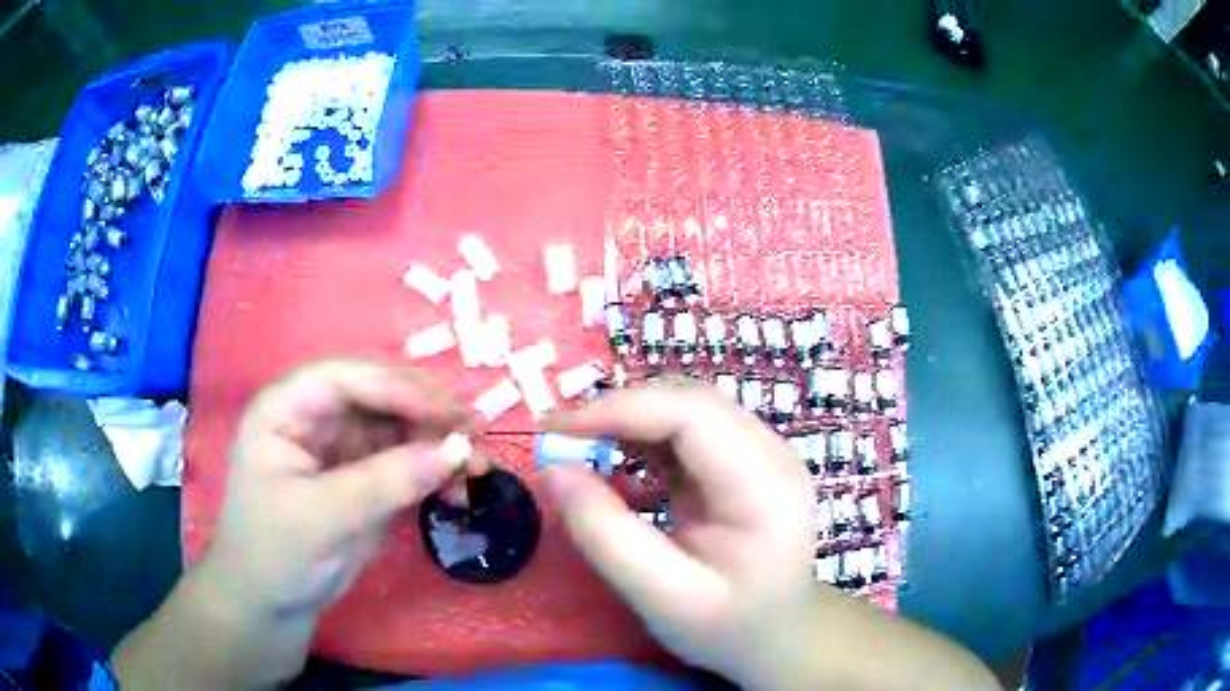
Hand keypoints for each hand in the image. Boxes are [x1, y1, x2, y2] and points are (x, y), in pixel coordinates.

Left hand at [204, 359, 470, 620]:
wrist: (271, 605)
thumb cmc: (276, 554)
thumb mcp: (323, 517)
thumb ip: (386, 482)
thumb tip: (457, 450)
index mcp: (286, 409)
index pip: (345, 378)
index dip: (397, 388)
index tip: (448, 415)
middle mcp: (315, 418)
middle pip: (379, 396)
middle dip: (428, 416)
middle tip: (475, 438)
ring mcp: (340, 448)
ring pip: (400, 428)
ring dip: (439, 446)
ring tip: (478, 472)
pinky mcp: (362, 478)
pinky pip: (406, 463)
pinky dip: (435, 474)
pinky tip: (458, 493)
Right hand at [541, 380, 816, 682]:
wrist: (777, 635)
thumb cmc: (727, 626)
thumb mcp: (662, 598)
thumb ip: (606, 536)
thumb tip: (553, 470)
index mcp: (766, 487)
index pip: (693, 414)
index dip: (620, 409)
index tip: (555, 430)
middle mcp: (772, 454)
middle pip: (690, 402)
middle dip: (619, 412)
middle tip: (561, 440)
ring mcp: (762, 454)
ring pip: (686, 409)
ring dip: (629, 423)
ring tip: (582, 452)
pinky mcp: (743, 462)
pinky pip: (688, 432)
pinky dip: (644, 442)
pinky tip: (620, 476)